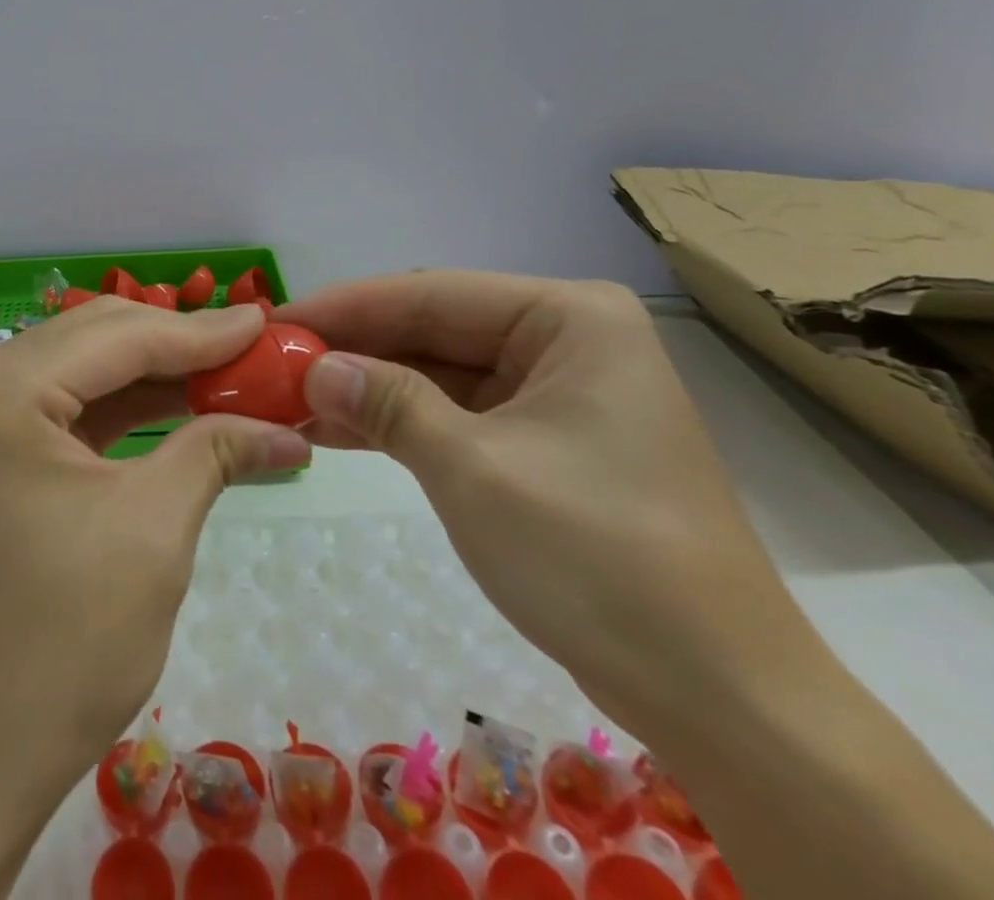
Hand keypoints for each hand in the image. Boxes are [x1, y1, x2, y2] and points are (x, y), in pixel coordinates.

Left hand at [0, 298, 308, 810]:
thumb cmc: (61, 643)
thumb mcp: (153, 530)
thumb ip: (215, 451)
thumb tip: (287, 429)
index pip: (118, 336)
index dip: (201, 331)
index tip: (268, 323)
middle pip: (94, 341)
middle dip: (178, 345)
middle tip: (254, 349)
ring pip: (80, 373)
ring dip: (154, 376)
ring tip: (228, 376)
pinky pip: (63, 413)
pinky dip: (122, 412)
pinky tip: (178, 410)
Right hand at [285, 272, 818, 737]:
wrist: (721, 699)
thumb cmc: (599, 559)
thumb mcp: (473, 469)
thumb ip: (387, 404)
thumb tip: (313, 368)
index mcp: (568, 318)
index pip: (430, 294)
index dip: (345, 307)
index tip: (274, 320)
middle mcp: (564, 340)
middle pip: (432, 329)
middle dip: (352, 351)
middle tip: (272, 364)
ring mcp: (555, 392)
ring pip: (438, 373)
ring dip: (367, 389)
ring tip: (288, 399)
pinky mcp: (544, 441)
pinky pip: (457, 414)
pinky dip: (399, 423)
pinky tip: (335, 430)